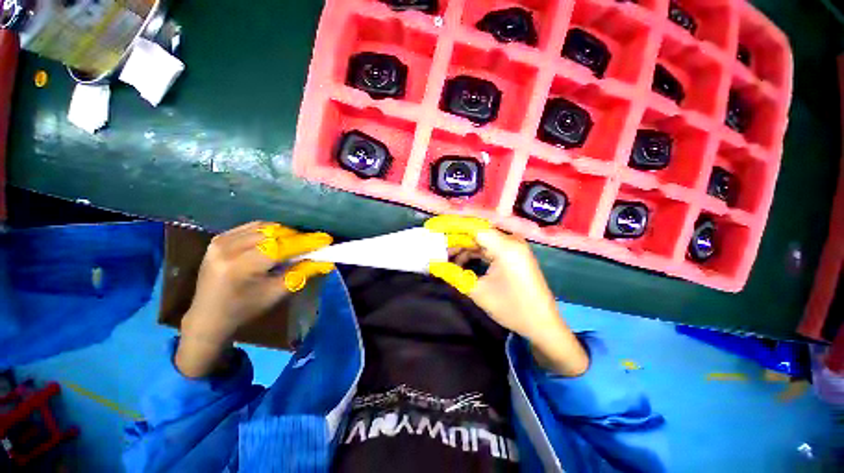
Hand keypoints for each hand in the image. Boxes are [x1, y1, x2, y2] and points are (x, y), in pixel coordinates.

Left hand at [176, 222, 332, 376]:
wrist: (208, 317)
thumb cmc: (245, 310)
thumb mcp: (277, 293)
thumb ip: (302, 274)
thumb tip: (326, 262)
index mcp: (240, 267)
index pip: (280, 247)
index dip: (306, 242)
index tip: (326, 239)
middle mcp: (228, 248)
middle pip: (273, 233)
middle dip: (297, 237)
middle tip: (313, 244)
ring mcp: (220, 240)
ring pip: (264, 227)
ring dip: (284, 233)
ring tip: (297, 243)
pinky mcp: (219, 238)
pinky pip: (252, 227)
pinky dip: (269, 231)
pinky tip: (277, 240)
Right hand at [427, 216, 588, 375]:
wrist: (543, 325)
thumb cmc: (512, 309)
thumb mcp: (478, 291)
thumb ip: (453, 274)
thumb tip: (432, 264)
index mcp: (505, 247)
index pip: (472, 227)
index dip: (450, 225)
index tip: (432, 227)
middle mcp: (511, 241)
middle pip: (476, 233)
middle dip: (454, 239)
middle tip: (436, 247)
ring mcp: (514, 247)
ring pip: (482, 240)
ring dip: (464, 248)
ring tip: (445, 258)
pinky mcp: (514, 254)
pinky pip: (490, 248)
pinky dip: (475, 253)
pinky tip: (462, 262)